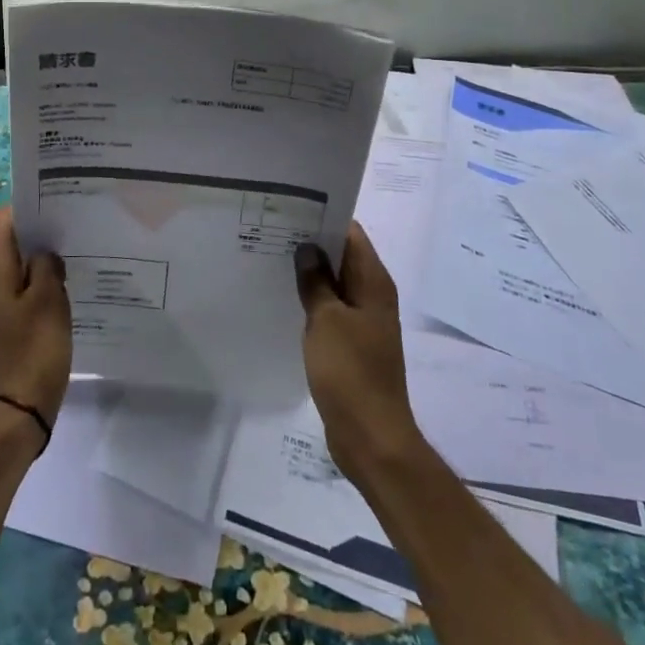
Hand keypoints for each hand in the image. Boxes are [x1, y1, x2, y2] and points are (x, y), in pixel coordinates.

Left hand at [0, 206, 71, 444]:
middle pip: (10, 244)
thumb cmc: (31, 354)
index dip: (23, 208)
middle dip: (39, 234)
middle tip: (74, 229)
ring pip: (19, 270)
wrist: (15, 416)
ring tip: (77, 257)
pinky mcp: (9, 329)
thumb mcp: (47, 303)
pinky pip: (24, 295)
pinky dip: (43, 287)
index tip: (54, 207)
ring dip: (43, 262)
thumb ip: (46, 268)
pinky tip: (70, 292)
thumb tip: (44, 253)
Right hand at [295, 223, 427, 487]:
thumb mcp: (327, 320)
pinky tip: (283, 297)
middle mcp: (372, 295)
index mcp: (374, 282)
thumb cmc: (351, 373)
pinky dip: (312, 299)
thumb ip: (316, 281)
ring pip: (334, 283)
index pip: (351, 232)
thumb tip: (307, 248)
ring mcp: (363, 321)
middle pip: (342, 255)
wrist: (371, 438)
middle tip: (271, 229)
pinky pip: (331, 309)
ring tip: (270, 256)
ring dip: (310, 272)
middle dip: (311, 242)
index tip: (290, 207)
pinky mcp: (352, 344)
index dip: (324, 215)